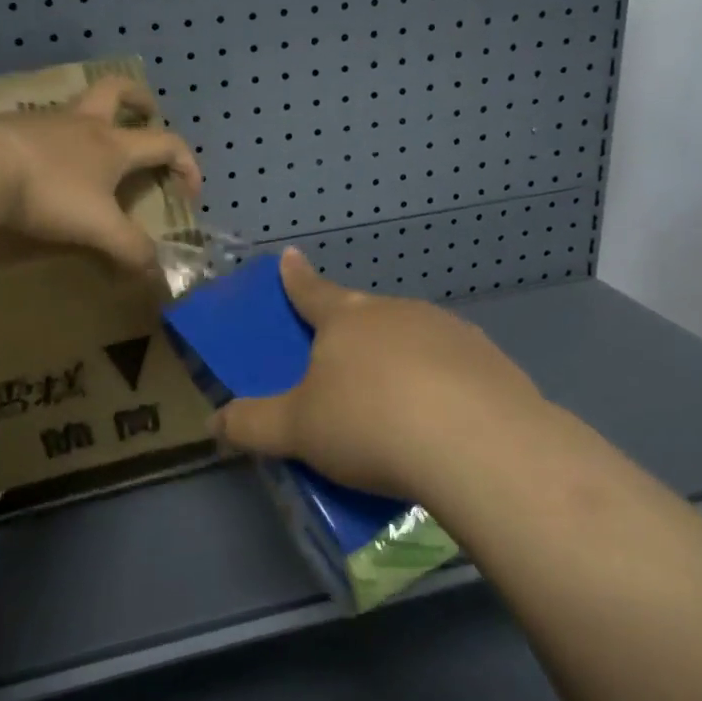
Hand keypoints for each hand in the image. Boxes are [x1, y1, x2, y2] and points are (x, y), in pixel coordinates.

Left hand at [0, 77, 202, 271]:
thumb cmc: (50, 193)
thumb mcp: (98, 228)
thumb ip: (130, 249)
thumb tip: (155, 271)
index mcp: (113, 144)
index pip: (166, 143)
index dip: (187, 164)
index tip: (189, 192)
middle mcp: (83, 124)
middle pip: (117, 91)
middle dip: (138, 98)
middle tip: (146, 111)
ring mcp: (44, 121)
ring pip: (77, 107)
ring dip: (92, 120)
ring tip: (90, 148)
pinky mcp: (10, 128)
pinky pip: (41, 126)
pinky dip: (53, 138)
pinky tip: (43, 163)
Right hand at [212, 249, 551, 500]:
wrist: (477, 444)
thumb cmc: (370, 424)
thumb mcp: (297, 431)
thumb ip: (252, 425)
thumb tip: (213, 423)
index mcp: (346, 319)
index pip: (310, 291)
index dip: (295, 278)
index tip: (290, 256)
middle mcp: (397, 312)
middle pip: (364, 313)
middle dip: (351, 329)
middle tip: (343, 360)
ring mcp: (448, 331)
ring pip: (411, 336)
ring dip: (398, 357)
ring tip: (395, 401)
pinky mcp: (488, 359)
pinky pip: (451, 365)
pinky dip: (440, 382)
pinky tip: (441, 418)